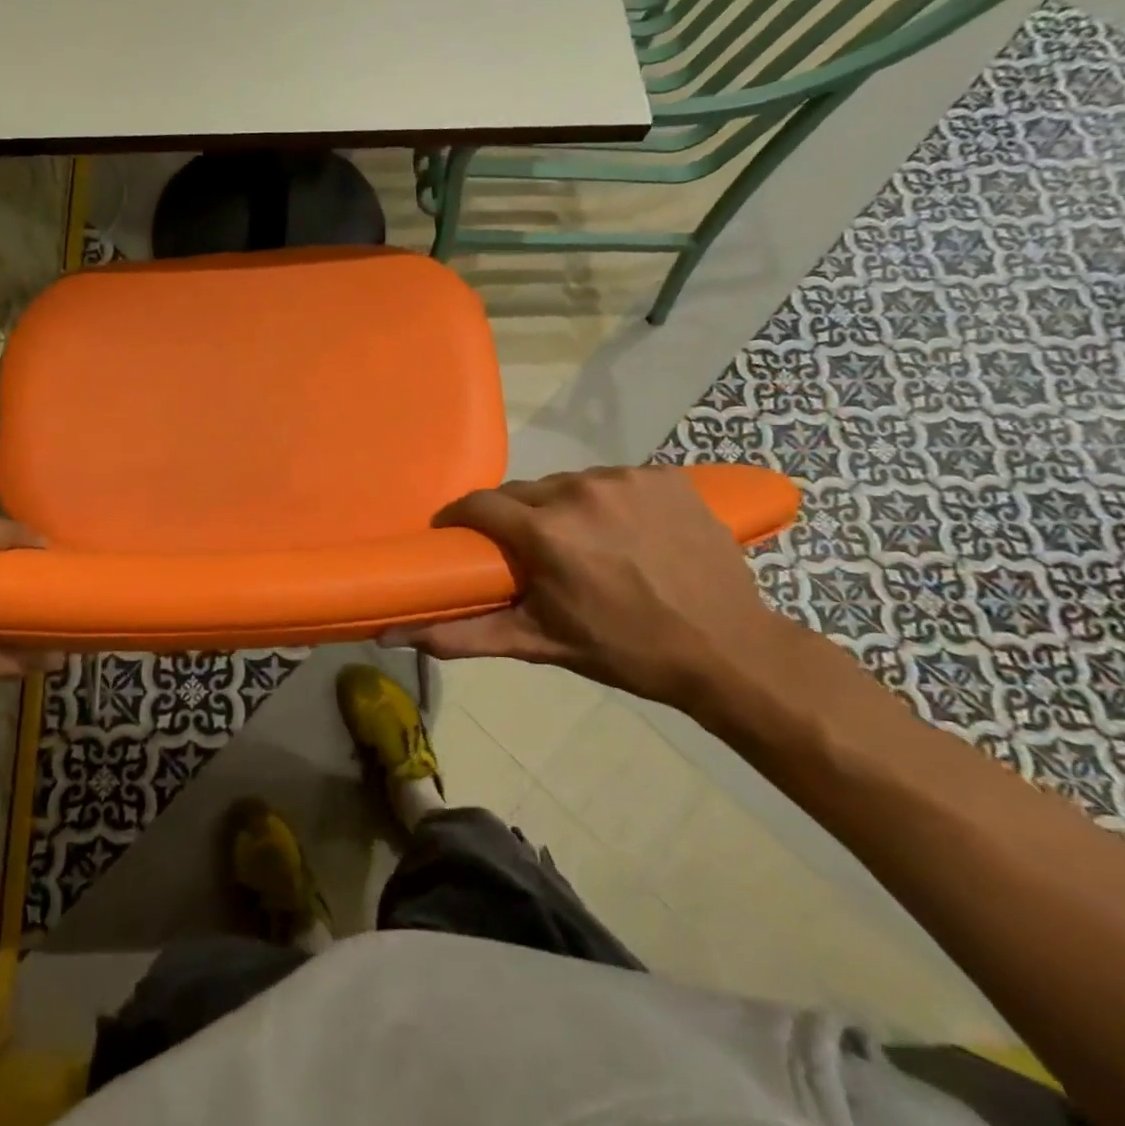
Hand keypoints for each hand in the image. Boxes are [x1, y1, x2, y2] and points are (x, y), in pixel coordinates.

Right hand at [388, 467, 794, 709]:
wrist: (728, 649)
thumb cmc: (626, 650)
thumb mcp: (542, 643)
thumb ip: (466, 635)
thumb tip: (396, 634)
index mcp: (547, 532)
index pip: (479, 505)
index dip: (461, 519)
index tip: (458, 537)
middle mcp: (580, 491)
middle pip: (523, 493)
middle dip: (515, 519)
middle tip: (528, 553)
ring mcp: (626, 478)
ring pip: (567, 484)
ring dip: (561, 509)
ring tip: (581, 544)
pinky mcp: (664, 475)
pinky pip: (612, 480)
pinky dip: (606, 502)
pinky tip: (624, 532)